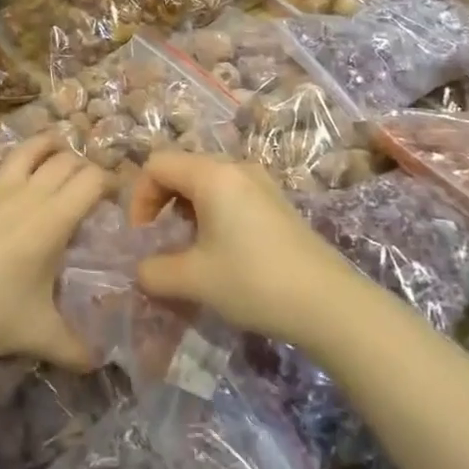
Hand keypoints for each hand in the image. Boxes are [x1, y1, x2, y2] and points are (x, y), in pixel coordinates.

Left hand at [0, 135, 108, 369]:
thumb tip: (99, 364)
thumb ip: (74, 349)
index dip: (109, 181)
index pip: (91, 180)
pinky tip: (3, 183)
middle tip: (89, 183)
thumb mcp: (39, 336)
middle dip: (83, 165)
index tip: (115, 195)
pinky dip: (4, 171)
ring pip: (25, 151)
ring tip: (56, 149)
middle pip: (64, 161)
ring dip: (46, 145)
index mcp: (52, 220)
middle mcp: (26, 195)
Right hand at [130, 152, 358, 347]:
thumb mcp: (194, 280)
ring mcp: (261, 183)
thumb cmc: (254, 281)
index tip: (143, 238)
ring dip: (187, 210)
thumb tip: (141, 270)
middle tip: (162, 242)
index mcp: (212, 175)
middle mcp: (236, 168)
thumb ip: (154, 271)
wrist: (329, 303)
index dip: (139, 198)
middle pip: (182, 169)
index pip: (157, 165)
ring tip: (190, 250)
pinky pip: (230, 194)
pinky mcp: (277, 202)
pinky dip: (212, 214)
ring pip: (207, 182)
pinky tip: (222, 252)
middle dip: (161, 202)